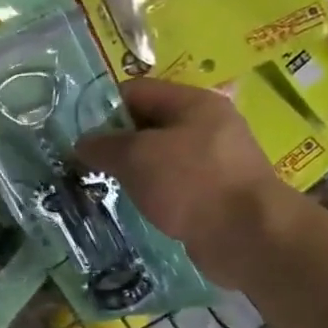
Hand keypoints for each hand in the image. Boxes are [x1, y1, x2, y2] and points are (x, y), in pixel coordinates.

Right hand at [76, 79, 307, 289]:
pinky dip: (153, 191)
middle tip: (85, 162)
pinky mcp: (216, 193)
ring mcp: (215, 160)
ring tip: (104, 184)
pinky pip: (174, 183)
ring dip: (133, 169)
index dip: (104, 108)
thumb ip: (104, 145)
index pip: (136, 91)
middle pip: (148, 123)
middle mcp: (207, 125)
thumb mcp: (136, 157)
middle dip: (116, 142)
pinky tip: (136, 205)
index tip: (78, 133)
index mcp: (193, 102)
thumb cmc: (191, 183)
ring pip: (160, 156)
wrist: (249, 236)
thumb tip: (82, 143)